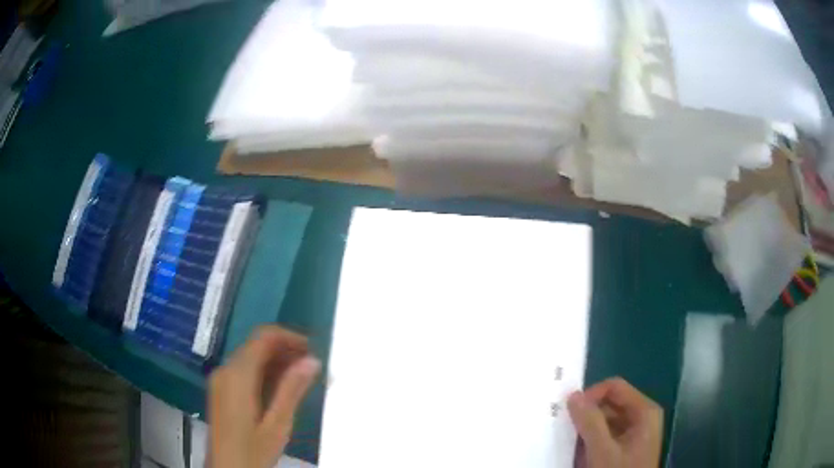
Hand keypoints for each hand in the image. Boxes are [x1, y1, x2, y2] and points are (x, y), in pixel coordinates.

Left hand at [209, 326, 320, 467]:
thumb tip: (312, 360)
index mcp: (237, 375)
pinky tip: (281, 389)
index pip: (263, 337)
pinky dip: (265, 373)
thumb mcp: (277, 424)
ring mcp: (220, 380)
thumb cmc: (252, 451)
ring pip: (251, 357)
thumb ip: (292, 390)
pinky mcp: (221, 390)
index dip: (290, 337)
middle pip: (256, 345)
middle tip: (313, 367)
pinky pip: (244, 371)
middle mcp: (225, 370)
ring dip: (277, 362)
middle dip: (286, 350)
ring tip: (303, 378)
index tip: (314, 349)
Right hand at [567, 377, 662, 467]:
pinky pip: (605, 436)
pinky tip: (581, 456)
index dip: (591, 395)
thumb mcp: (603, 451)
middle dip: (587, 415)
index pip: (614, 388)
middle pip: (610, 403)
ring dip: (586, 431)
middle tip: (566, 430)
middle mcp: (641, 417)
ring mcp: (634, 433)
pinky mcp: (625, 447)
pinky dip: (591, 442)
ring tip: (572, 445)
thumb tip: (573, 396)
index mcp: (644, 411)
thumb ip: (590, 422)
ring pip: (605, 421)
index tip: (570, 414)